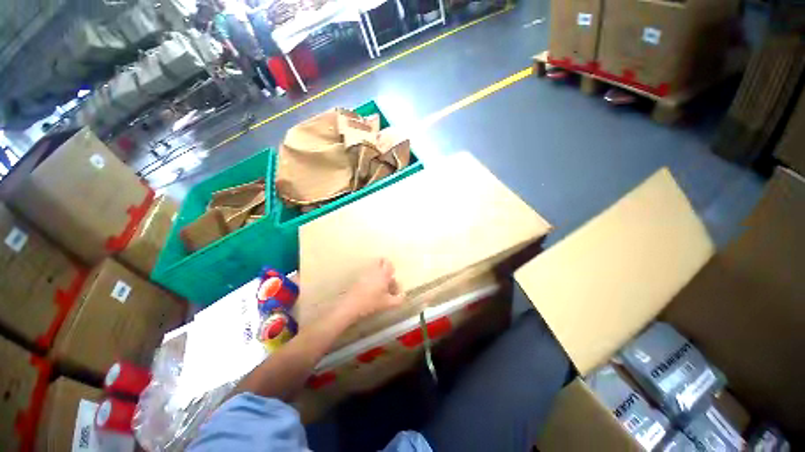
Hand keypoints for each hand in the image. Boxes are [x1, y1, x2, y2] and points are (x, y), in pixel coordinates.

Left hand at [341, 259, 403, 320]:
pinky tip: (372, 290)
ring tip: (380, 286)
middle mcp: (374, 270)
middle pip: (380, 261)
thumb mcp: (388, 303)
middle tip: (387, 279)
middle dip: (385, 268)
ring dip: (379, 273)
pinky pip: (368, 273)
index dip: (392, 269)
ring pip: (374, 267)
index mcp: (383, 274)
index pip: (389, 263)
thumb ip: (398, 299)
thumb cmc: (371, 302)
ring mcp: (365, 273)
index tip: (392, 280)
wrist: (351, 305)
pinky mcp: (358, 278)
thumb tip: (403, 296)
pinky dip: (372, 277)